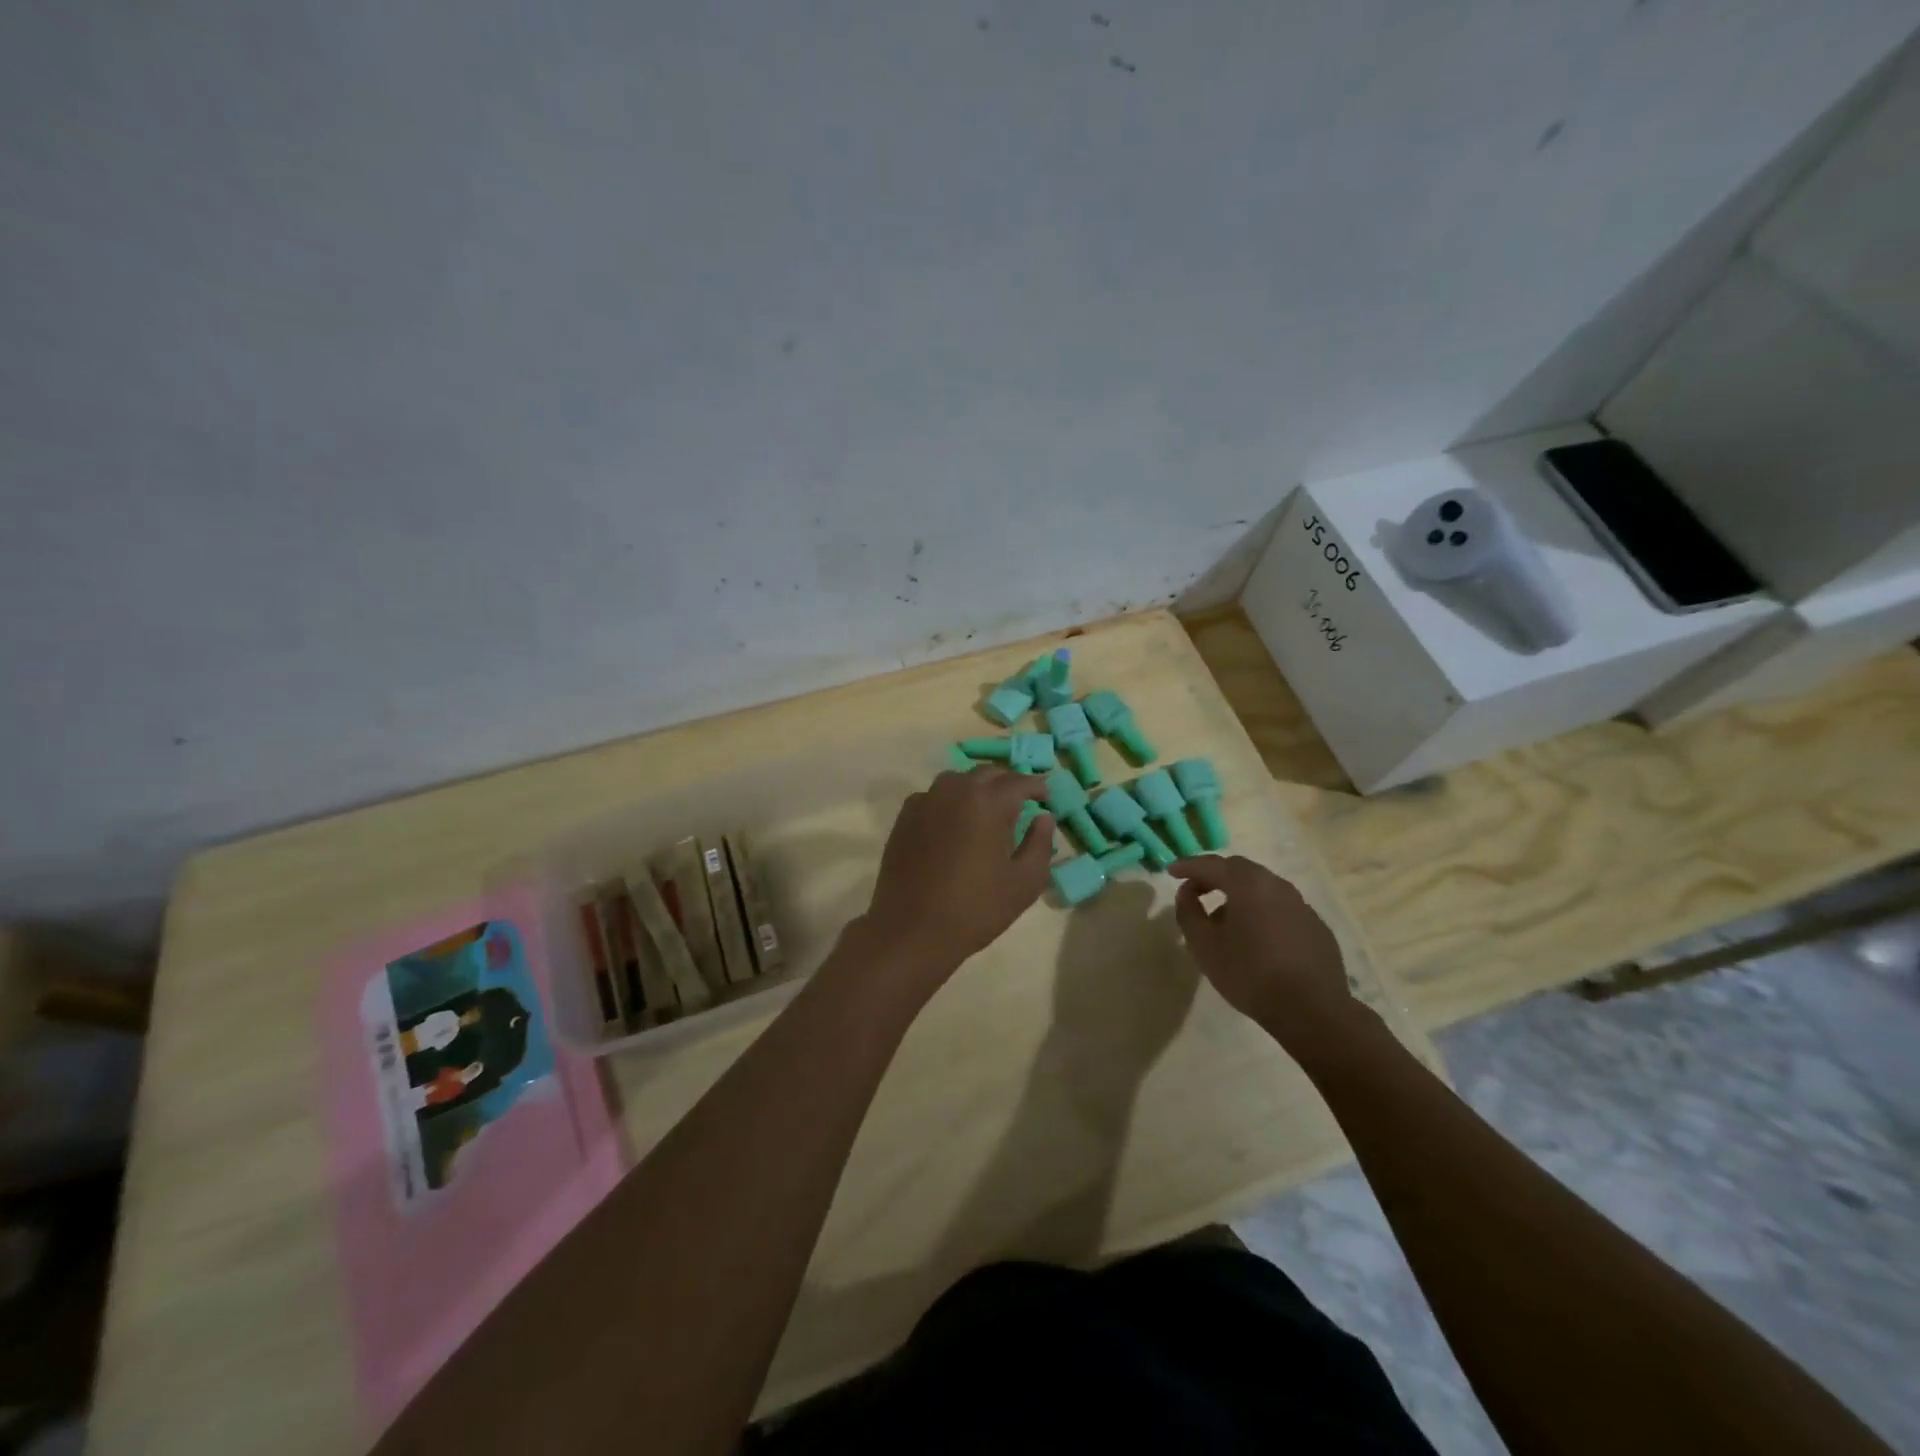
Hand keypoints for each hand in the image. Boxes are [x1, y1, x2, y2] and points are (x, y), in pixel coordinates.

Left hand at [858, 768, 1052, 993]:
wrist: (912, 929)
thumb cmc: (975, 908)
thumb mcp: (1024, 882)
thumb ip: (1040, 844)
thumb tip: (1044, 818)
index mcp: (988, 801)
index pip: (1020, 781)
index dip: (1037, 786)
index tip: (1047, 798)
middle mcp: (955, 790)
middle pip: (988, 774)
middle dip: (1008, 784)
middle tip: (1021, 804)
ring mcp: (926, 800)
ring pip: (958, 780)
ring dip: (978, 789)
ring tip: (988, 812)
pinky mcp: (905, 816)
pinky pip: (935, 796)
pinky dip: (951, 802)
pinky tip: (955, 825)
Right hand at [1171, 855, 1355, 1045]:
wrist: (1312, 1011)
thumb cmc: (1250, 974)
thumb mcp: (1204, 945)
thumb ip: (1189, 912)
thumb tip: (1186, 893)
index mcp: (1248, 884)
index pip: (1211, 864)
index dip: (1187, 866)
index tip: (1170, 872)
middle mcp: (1276, 885)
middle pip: (1239, 870)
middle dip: (1214, 876)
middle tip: (1195, 891)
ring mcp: (1301, 905)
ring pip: (1262, 888)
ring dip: (1238, 895)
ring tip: (1223, 919)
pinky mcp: (1315, 926)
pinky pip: (1280, 908)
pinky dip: (1261, 912)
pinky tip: (1256, 938)